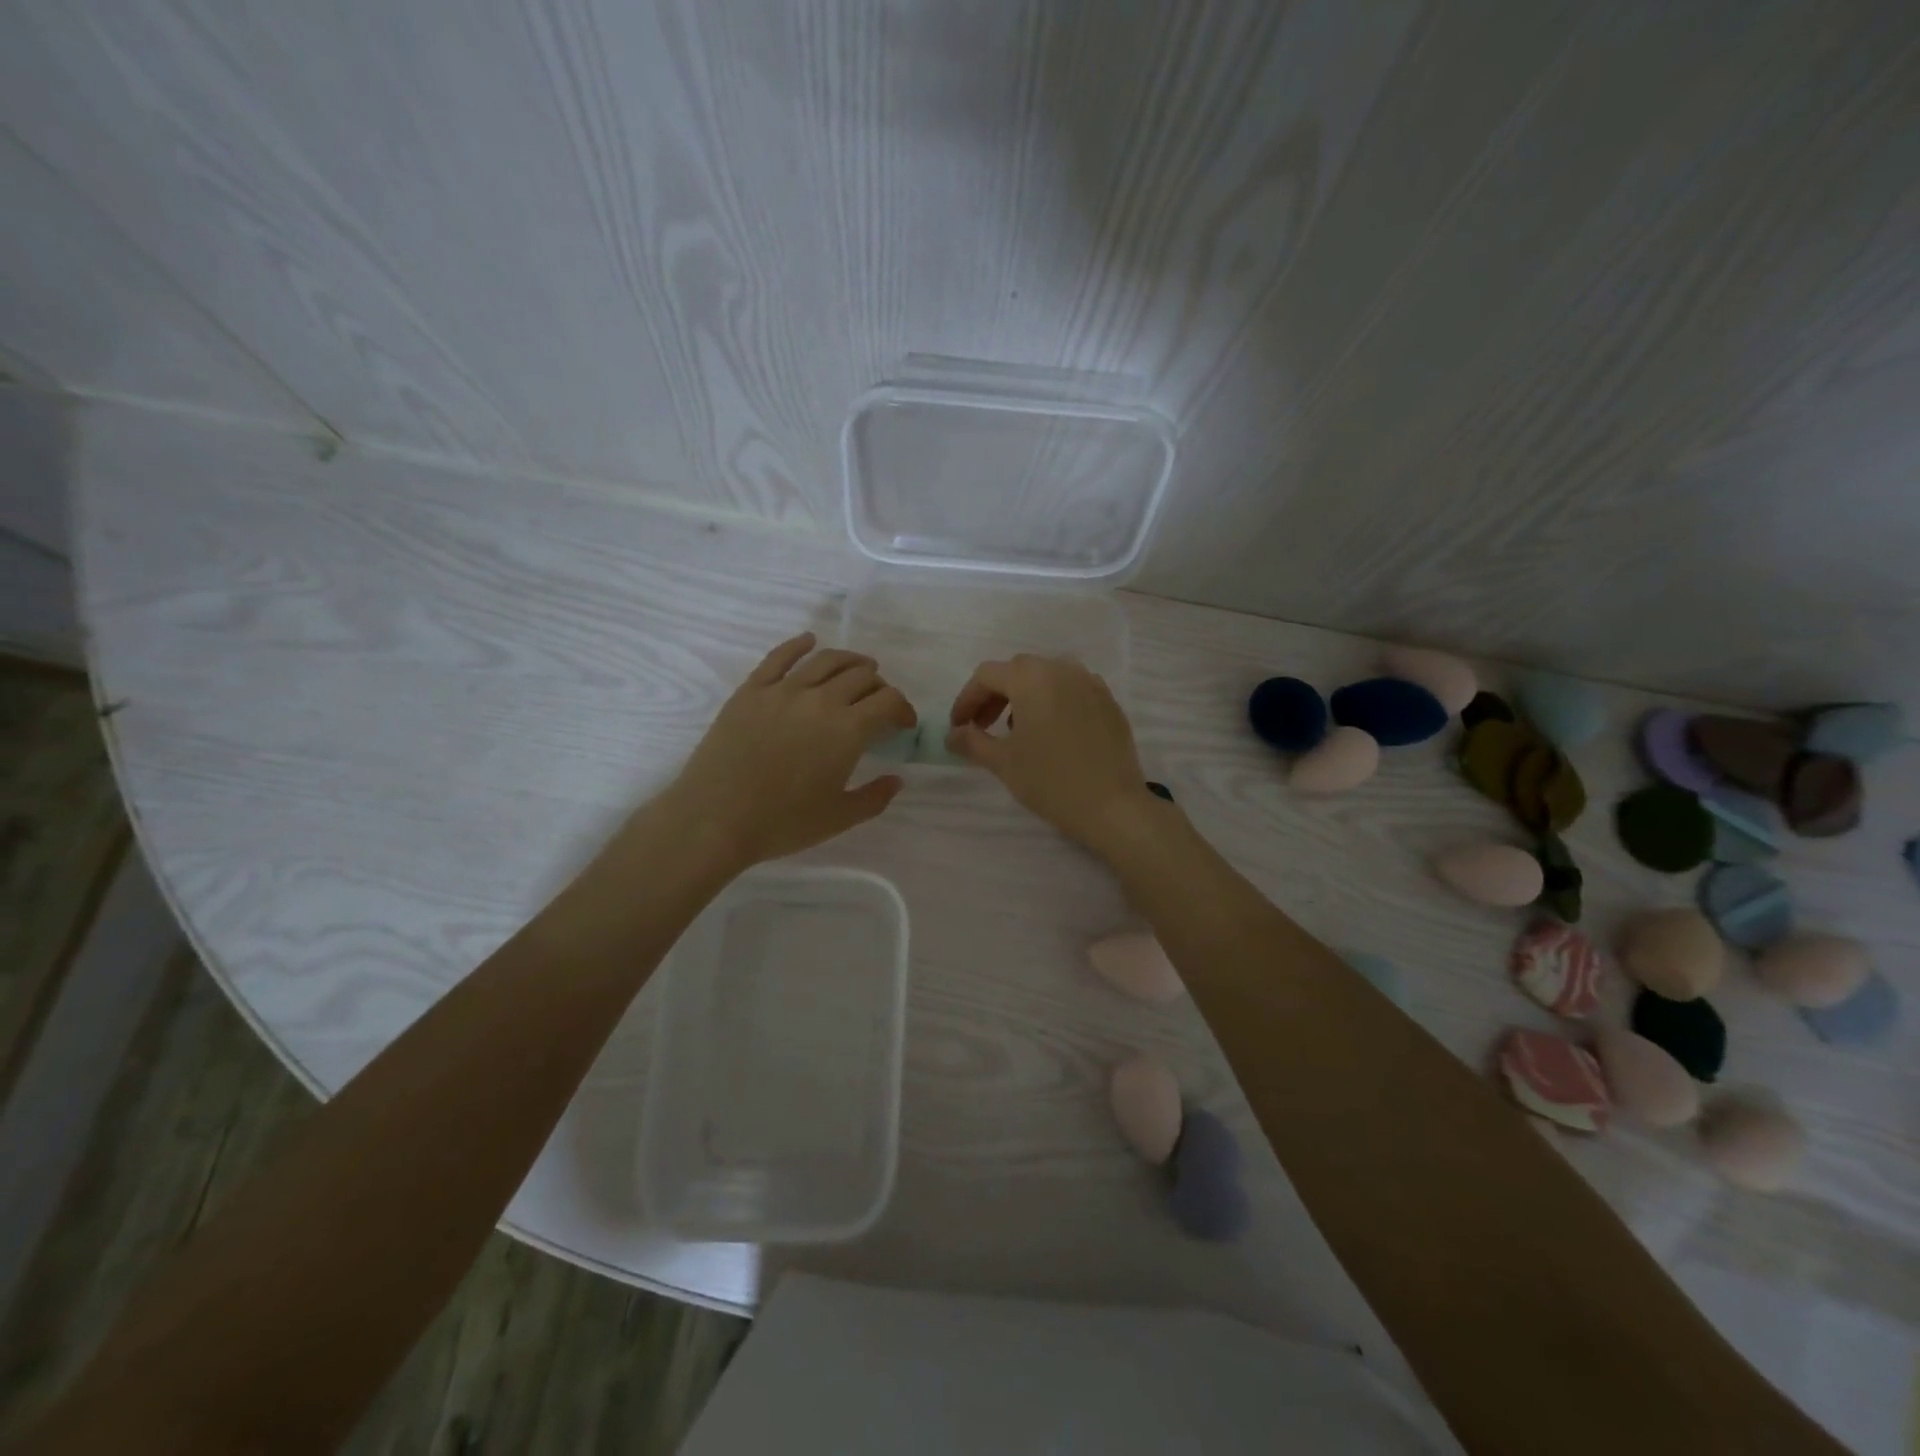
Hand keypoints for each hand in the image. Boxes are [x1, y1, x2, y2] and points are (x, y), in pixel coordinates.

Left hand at [656, 632, 914, 870]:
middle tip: (878, 702)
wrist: (714, 819)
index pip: (889, 701)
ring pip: (826, 660)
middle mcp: (821, 700)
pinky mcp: (751, 691)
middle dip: (878, 686)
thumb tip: (896, 779)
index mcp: (848, 730)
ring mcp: (783, 691)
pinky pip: (779, 657)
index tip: (903, 723)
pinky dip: (798, 645)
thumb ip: (874, 797)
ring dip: (849, 661)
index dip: (903, 708)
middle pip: (861, 676)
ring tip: (857, 667)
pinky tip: (808, 641)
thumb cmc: (781, 823)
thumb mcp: (839, 818)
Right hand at [945, 654, 1156, 853]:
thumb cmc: (1050, 780)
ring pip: (1046, 677)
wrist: (1112, 806)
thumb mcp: (1003, 762)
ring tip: (1017, 731)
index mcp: (1031, 677)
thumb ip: (972, 741)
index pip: (986, 675)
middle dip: (994, 696)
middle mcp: (1062, 669)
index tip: (958, 727)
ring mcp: (1090, 683)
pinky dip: (1053, 702)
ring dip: (1024, 696)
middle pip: (1017, 671)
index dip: (966, 699)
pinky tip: (1051, 733)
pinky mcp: (1109, 702)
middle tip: (982, 727)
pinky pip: (1072, 690)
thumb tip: (952, 734)